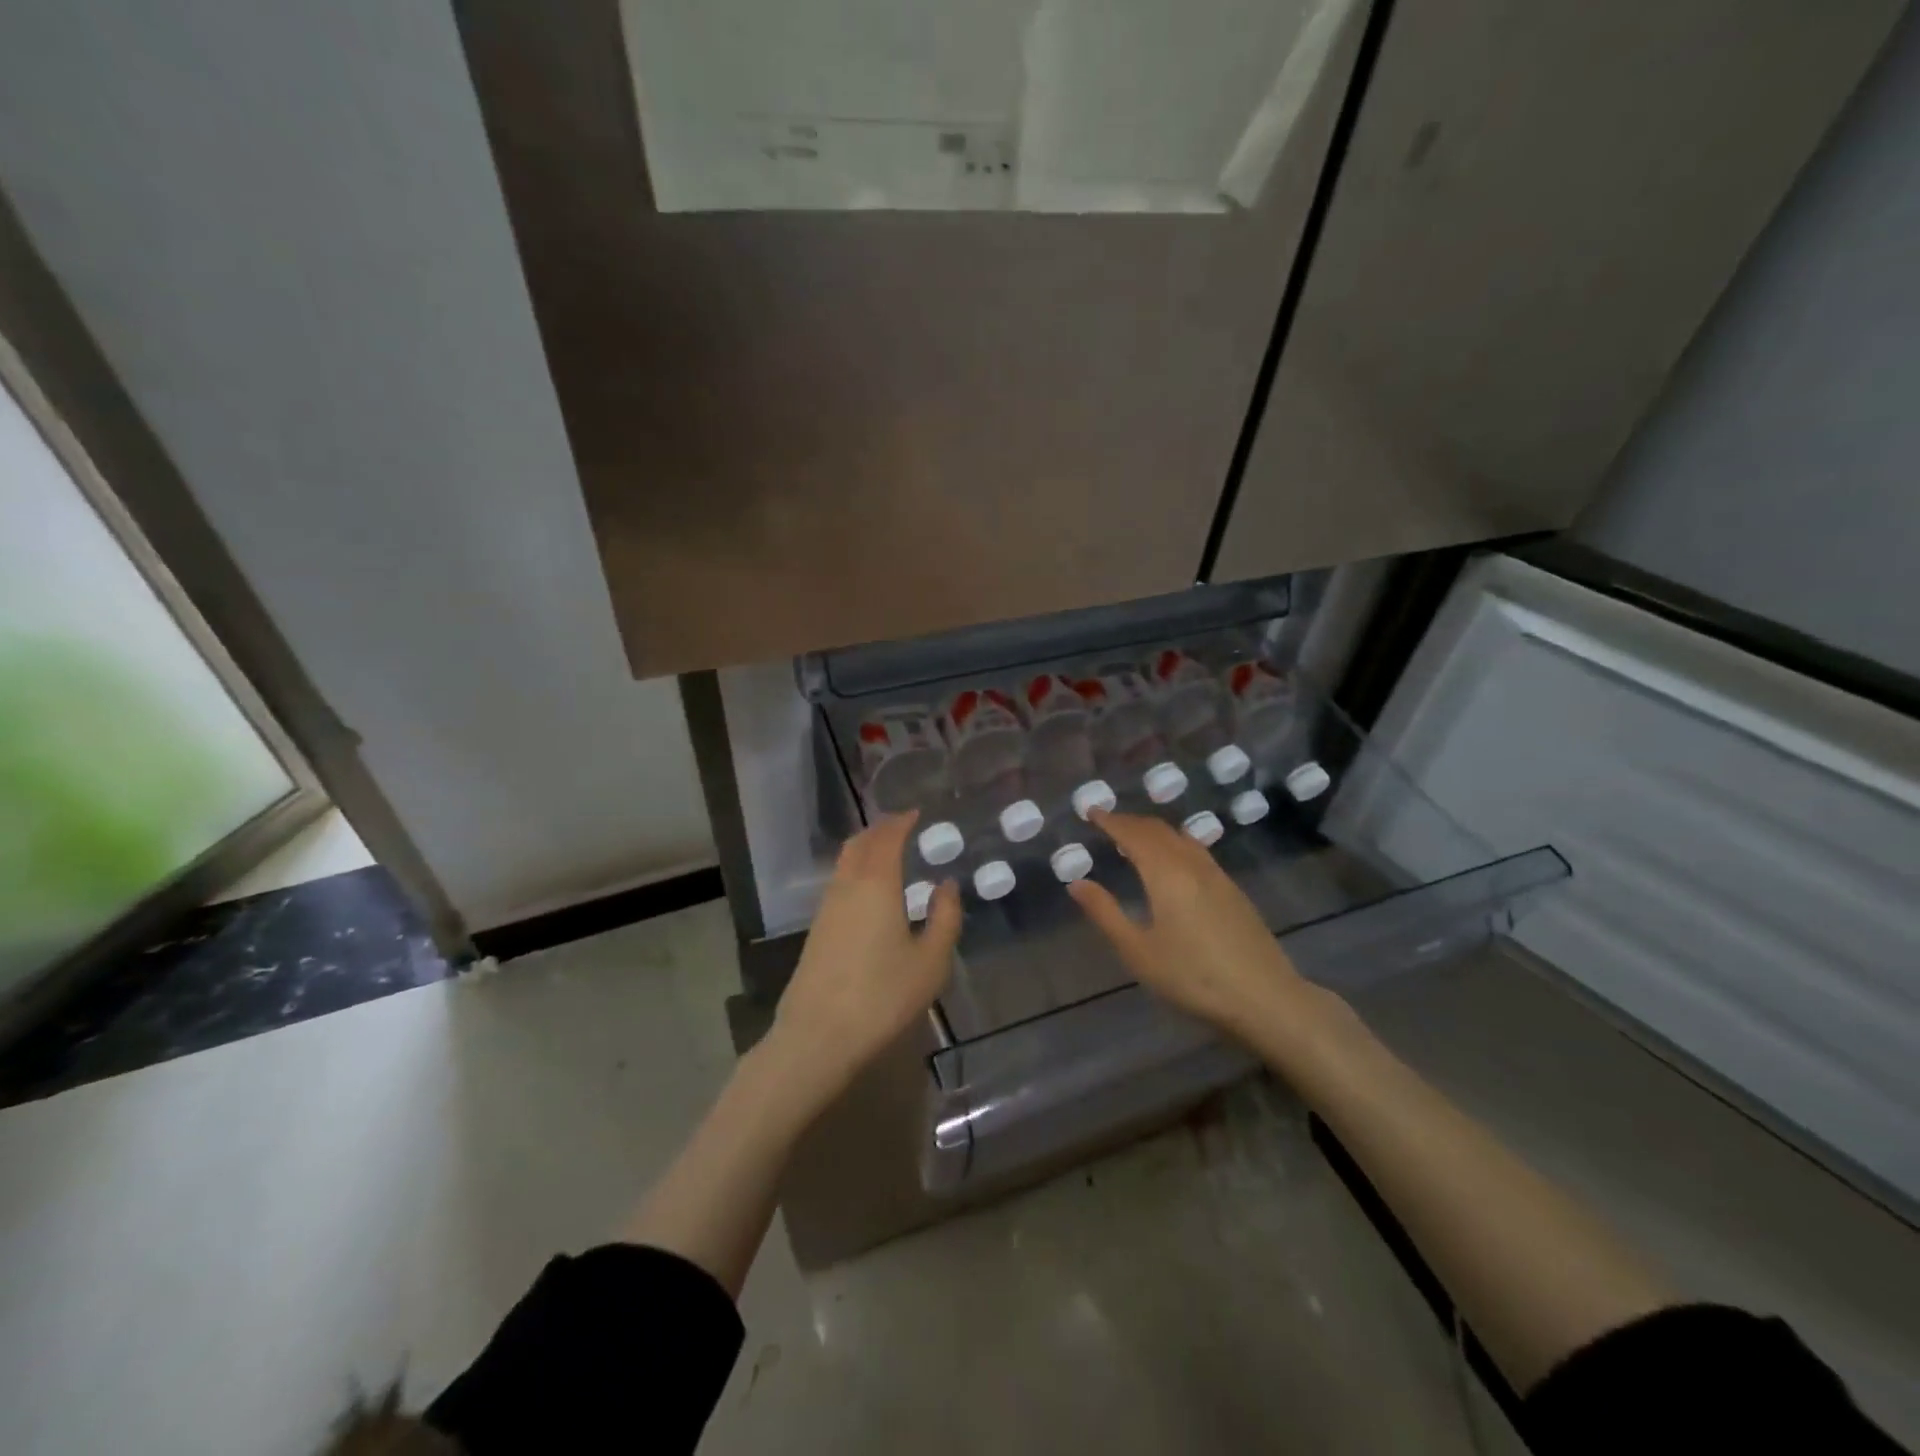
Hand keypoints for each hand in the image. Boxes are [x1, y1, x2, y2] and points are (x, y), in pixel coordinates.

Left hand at [770, 811, 961, 1102]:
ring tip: (889, 852)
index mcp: (877, 884)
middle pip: (860, 843)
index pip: (888, 837)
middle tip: (903, 826)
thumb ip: (945, 918)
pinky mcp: (817, 928)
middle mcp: (847, 886)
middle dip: (881, 829)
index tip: (917, 813)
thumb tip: (946, 885)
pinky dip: (856, 869)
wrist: (819, 1035)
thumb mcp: (931, 961)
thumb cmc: (883, 996)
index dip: (902, 821)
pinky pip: (839, 882)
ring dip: (866, 848)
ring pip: (845, 862)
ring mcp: (827, 907)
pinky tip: (870, 889)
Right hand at [1068, 809, 1322, 1041]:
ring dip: (1154, 831)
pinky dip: (1174, 844)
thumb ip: (1106, 913)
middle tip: (1107, 823)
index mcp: (1166, 874)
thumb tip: (1077, 883)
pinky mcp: (1233, 890)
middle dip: (1130, 822)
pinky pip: (1196, 851)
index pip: (1133, 834)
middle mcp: (1192, 864)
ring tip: (1135, 840)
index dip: (1110, 821)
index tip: (1091, 811)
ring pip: (1180, 838)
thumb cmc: (1193, 977)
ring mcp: (1217, 875)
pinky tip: (1172, 863)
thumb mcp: (1138, 951)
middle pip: (1158, 830)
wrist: (1265, 998)